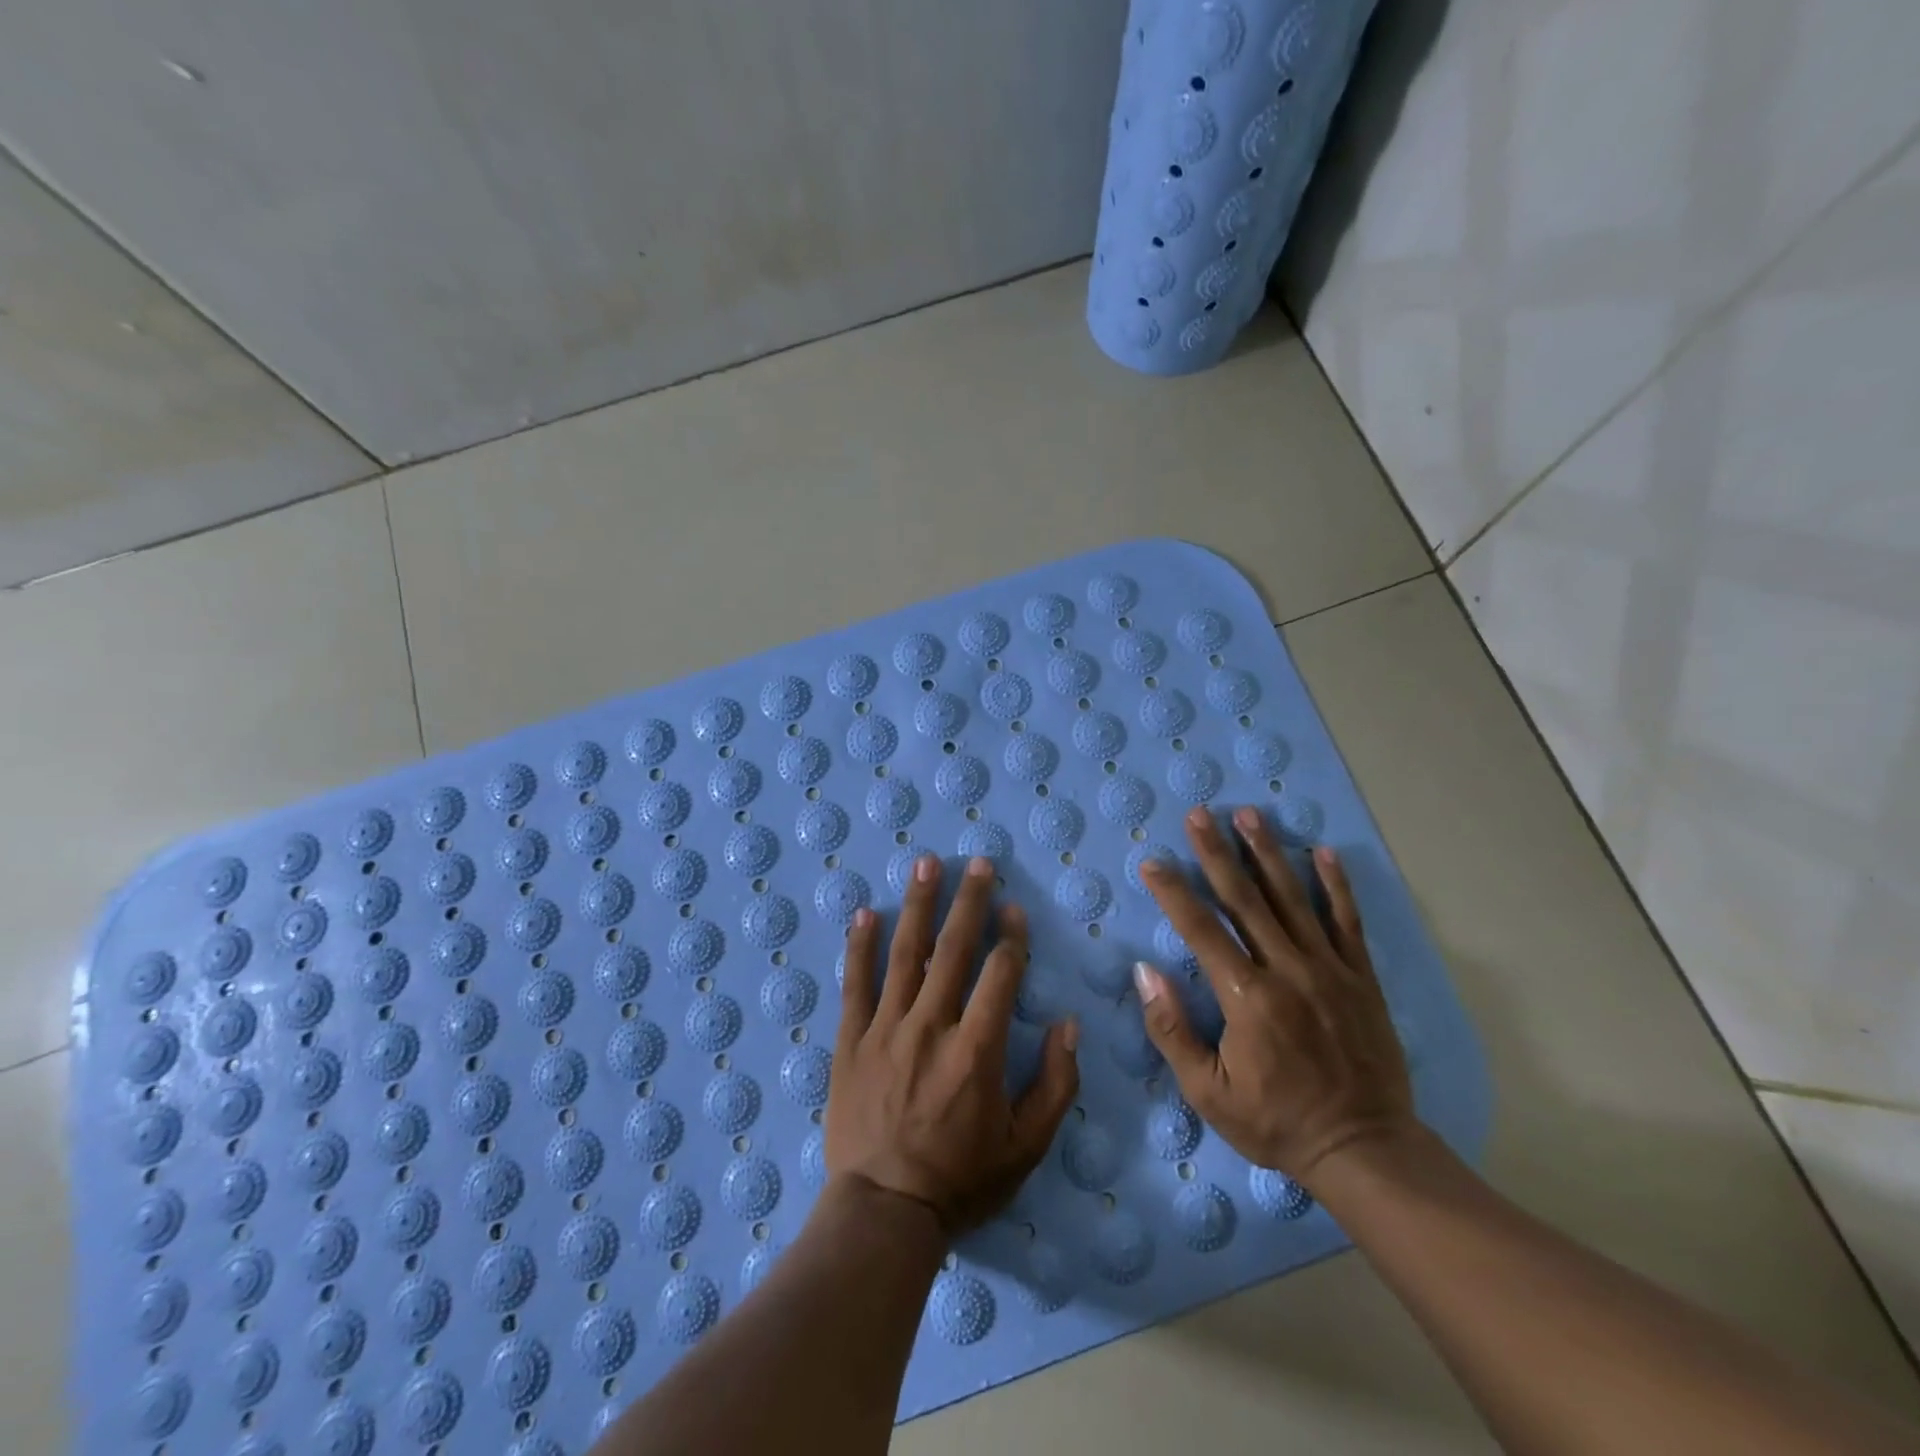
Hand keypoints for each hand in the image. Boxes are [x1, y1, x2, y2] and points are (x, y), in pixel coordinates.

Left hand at [827, 854, 1080, 1232]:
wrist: (883, 1211)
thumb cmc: (961, 1180)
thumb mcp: (1027, 1146)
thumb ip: (1055, 1084)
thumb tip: (1068, 1025)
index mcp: (977, 1048)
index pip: (999, 975)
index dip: (1011, 937)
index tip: (1014, 909)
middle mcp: (931, 1025)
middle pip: (953, 950)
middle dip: (969, 901)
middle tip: (978, 863)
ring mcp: (886, 1029)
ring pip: (904, 954)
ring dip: (918, 905)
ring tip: (927, 864)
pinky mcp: (851, 1041)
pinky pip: (855, 984)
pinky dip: (859, 946)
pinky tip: (864, 913)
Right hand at [1135, 805, 1415, 1186]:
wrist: (1364, 1149)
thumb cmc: (1276, 1122)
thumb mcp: (1208, 1092)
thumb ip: (1172, 1030)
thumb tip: (1144, 972)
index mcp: (1247, 997)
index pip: (1201, 929)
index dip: (1174, 892)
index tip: (1153, 862)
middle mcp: (1287, 970)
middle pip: (1245, 899)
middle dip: (1216, 852)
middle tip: (1199, 813)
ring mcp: (1329, 969)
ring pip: (1292, 899)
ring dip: (1267, 853)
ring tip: (1248, 814)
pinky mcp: (1360, 978)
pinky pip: (1347, 922)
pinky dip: (1336, 885)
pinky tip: (1323, 852)